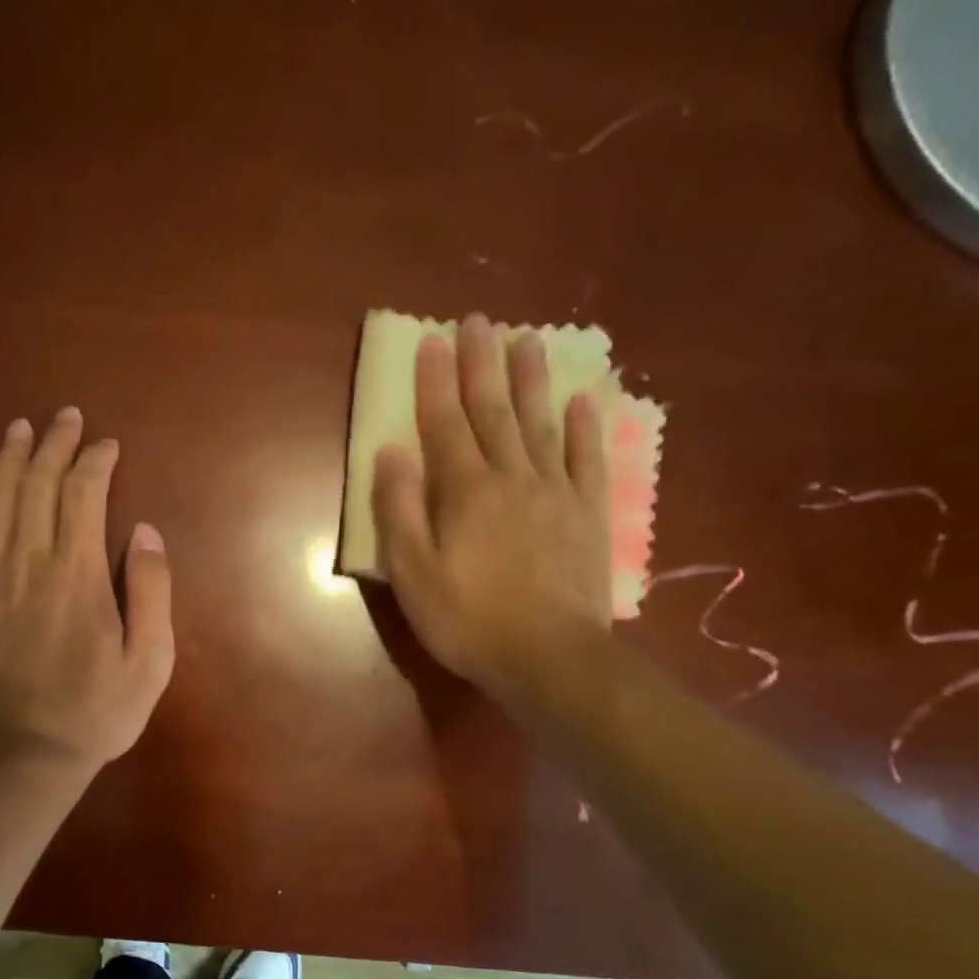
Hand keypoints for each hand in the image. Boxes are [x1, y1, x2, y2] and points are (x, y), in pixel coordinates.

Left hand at [0, 408, 174, 771]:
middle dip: (54, 444)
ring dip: (8, 460)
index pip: (84, 493)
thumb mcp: (150, 659)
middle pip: (38, 484)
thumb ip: (151, 589)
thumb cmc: (96, 711)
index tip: (107, 445)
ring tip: (19, 429)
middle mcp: (29, 561)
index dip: (96, 461)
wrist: (24, 754)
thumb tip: (146, 531)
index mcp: (79, 573)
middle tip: (64, 417)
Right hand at [372, 314, 609, 699]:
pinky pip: (586, 460)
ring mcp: (555, 493)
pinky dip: (583, 428)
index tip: (432, 339)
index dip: (435, 381)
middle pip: (493, 412)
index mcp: (464, 492)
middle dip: (482, 365)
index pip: (444, 424)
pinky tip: (582, 400)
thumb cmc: (467, 619)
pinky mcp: (587, 515)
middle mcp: (511, 478)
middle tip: (480, 320)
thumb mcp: (412, 572)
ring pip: (540, 425)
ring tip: (529, 340)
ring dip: (531, 381)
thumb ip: (399, 510)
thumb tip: (391, 451)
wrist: (549, 657)